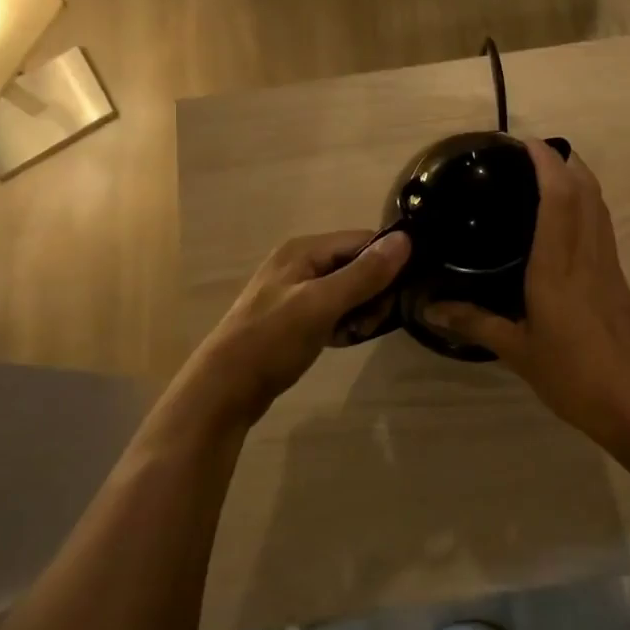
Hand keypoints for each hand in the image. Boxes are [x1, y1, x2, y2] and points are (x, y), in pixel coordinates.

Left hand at [181, 229, 411, 424]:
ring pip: (346, 290)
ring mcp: (294, 291)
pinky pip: (332, 310)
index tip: (402, 293)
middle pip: (355, 264)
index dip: (386, 262)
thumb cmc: (272, 340)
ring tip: (358, 333)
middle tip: (373, 321)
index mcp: (303, 249)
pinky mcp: (293, 318)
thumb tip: (406, 240)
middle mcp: (299, 262)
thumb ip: (363, 274)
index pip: (362, 240)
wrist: (224, 389)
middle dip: (373, 291)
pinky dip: (343, 323)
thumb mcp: (321, 304)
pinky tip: (343, 341)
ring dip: (360, 310)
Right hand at [422, 139, 629, 442]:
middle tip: (533, 152)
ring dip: (580, 178)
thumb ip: (475, 323)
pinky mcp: (619, 278)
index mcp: (558, 267)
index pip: (558, 199)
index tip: (525, 142)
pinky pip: (602, 226)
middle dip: (565, 160)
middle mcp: (587, 255)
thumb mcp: (518, 351)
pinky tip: (568, 218)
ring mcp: (608, 265)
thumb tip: (429, 308)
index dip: (546, 163)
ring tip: (550, 172)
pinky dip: (586, 205)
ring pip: (599, 205)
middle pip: (586, 190)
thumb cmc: (574, 375)